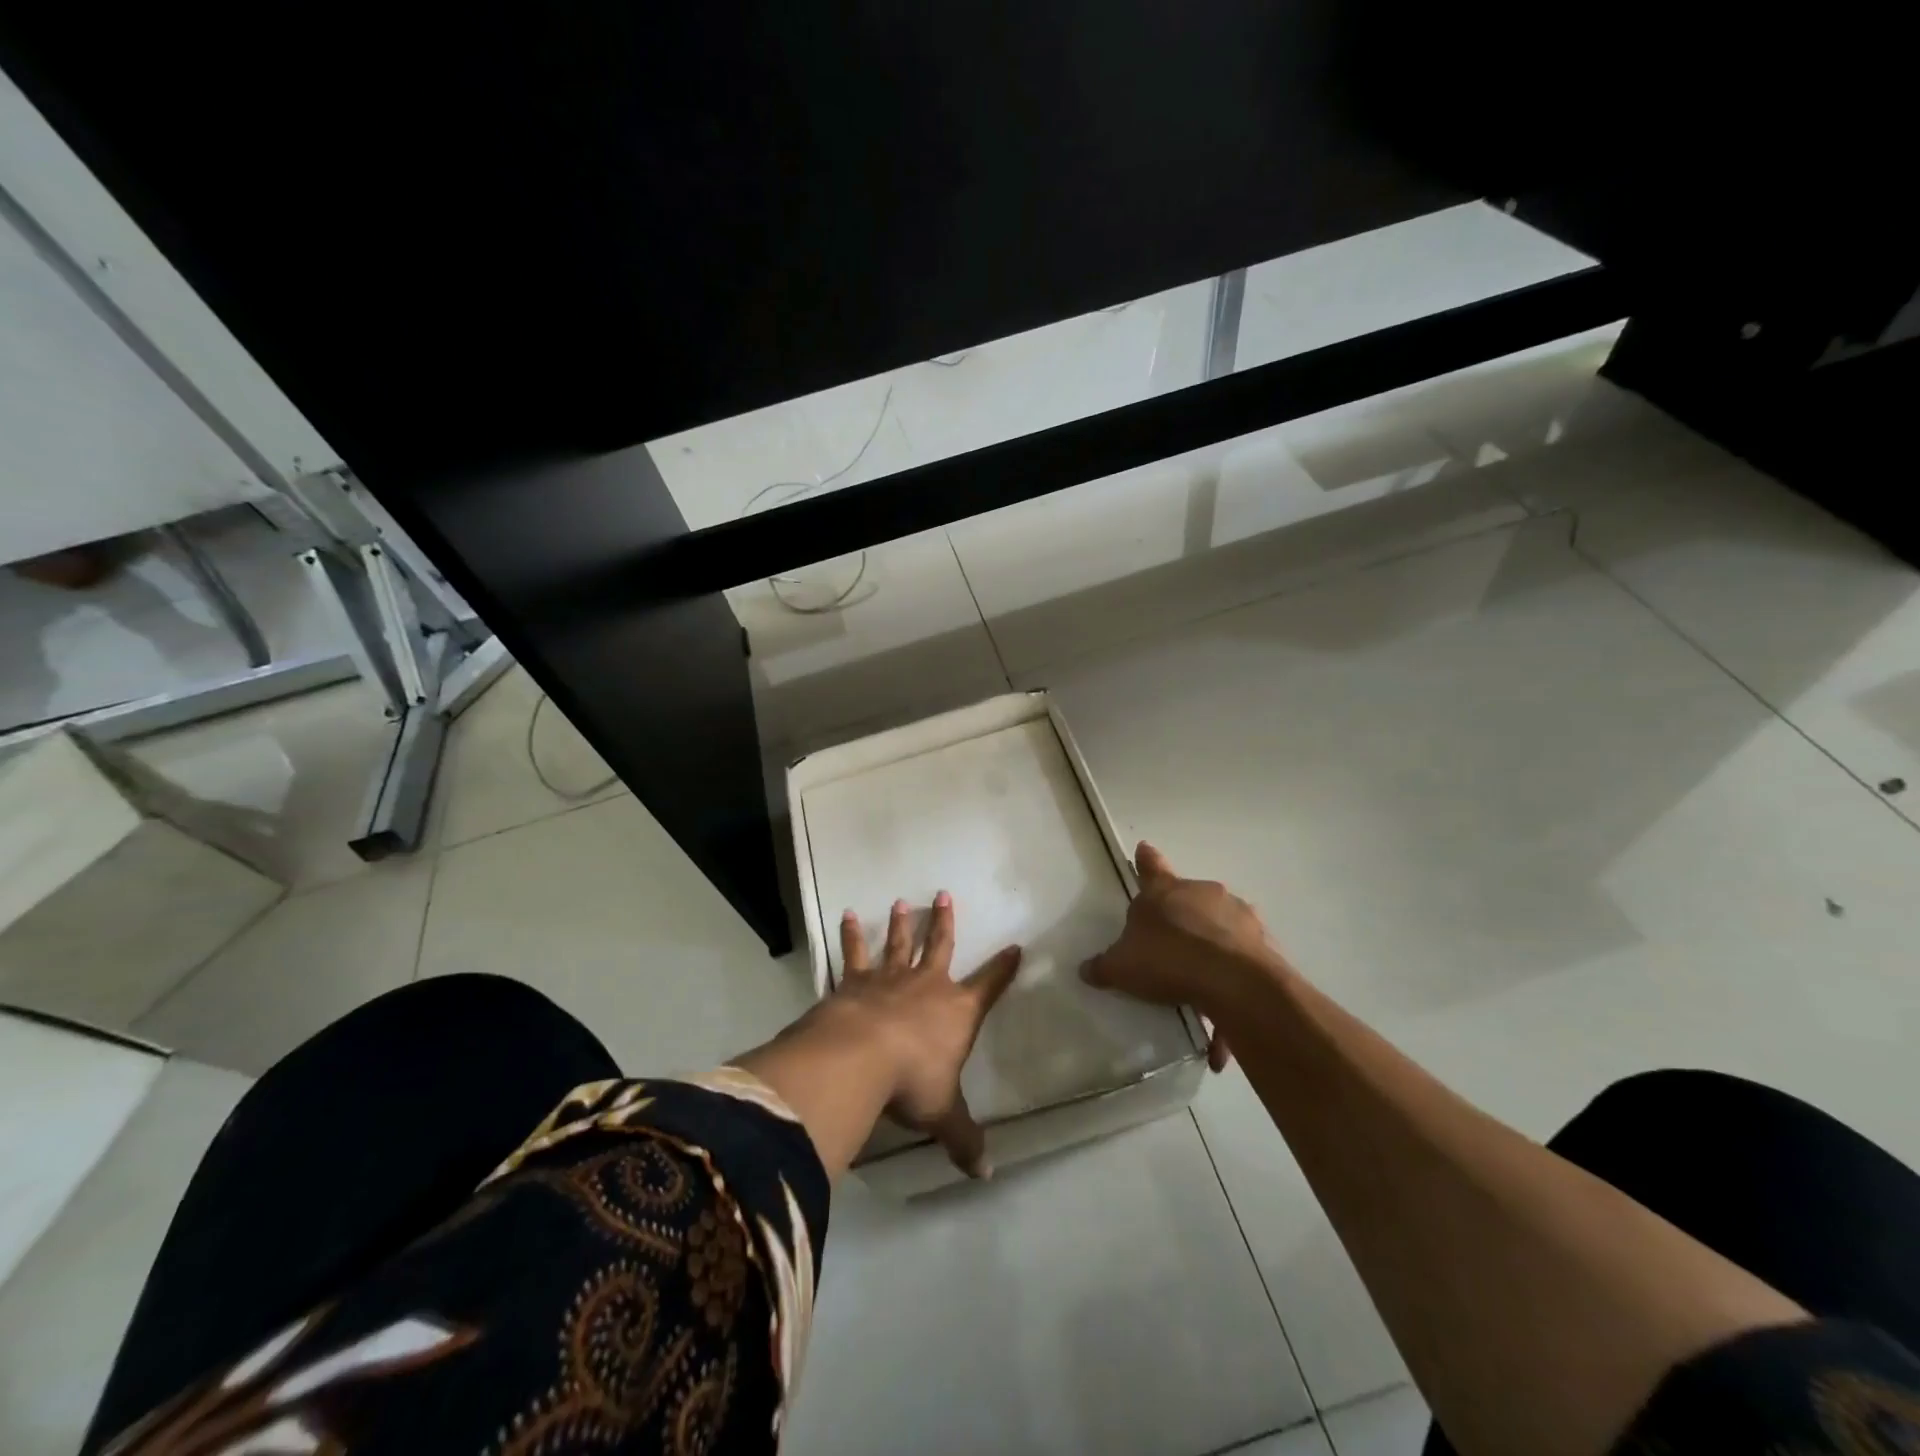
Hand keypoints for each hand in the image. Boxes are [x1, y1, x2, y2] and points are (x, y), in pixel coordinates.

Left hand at [831, 892, 1021, 1178]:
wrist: (861, 1057)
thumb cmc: (912, 1082)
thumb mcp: (943, 1114)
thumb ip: (964, 1139)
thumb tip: (986, 1173)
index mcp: (957, 1011)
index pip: (989, 986)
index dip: (1003, 968)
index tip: (1015, 947)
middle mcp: (927, 985)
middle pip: (939, 946)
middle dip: (944, 922)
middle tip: (944, 895)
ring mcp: (890, 978)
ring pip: (898, 943)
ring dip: (900, 923)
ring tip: (901, 902)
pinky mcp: (856, 981)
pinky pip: (854, 953)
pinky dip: (850, 935)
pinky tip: (845, 915)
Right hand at [1080, 842, 1278, 1070]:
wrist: (1232, 980)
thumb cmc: (1167, 959)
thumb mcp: (1122, 968)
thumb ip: (1103, 967)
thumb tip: (1085, 969)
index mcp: (1164, 891)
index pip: (1150, 868)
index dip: (1146, 861)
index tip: (1144, 849)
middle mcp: (1202, 893)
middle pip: (1188, 899)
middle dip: (1181, 917)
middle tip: (1171, 947)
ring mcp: (1237, 914)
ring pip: (1220, 927)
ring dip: (1211, 948)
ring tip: (1200, 991)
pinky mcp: (1262, 941)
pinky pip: (1242, 958)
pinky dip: (1232, 981)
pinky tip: (1223, 1023)